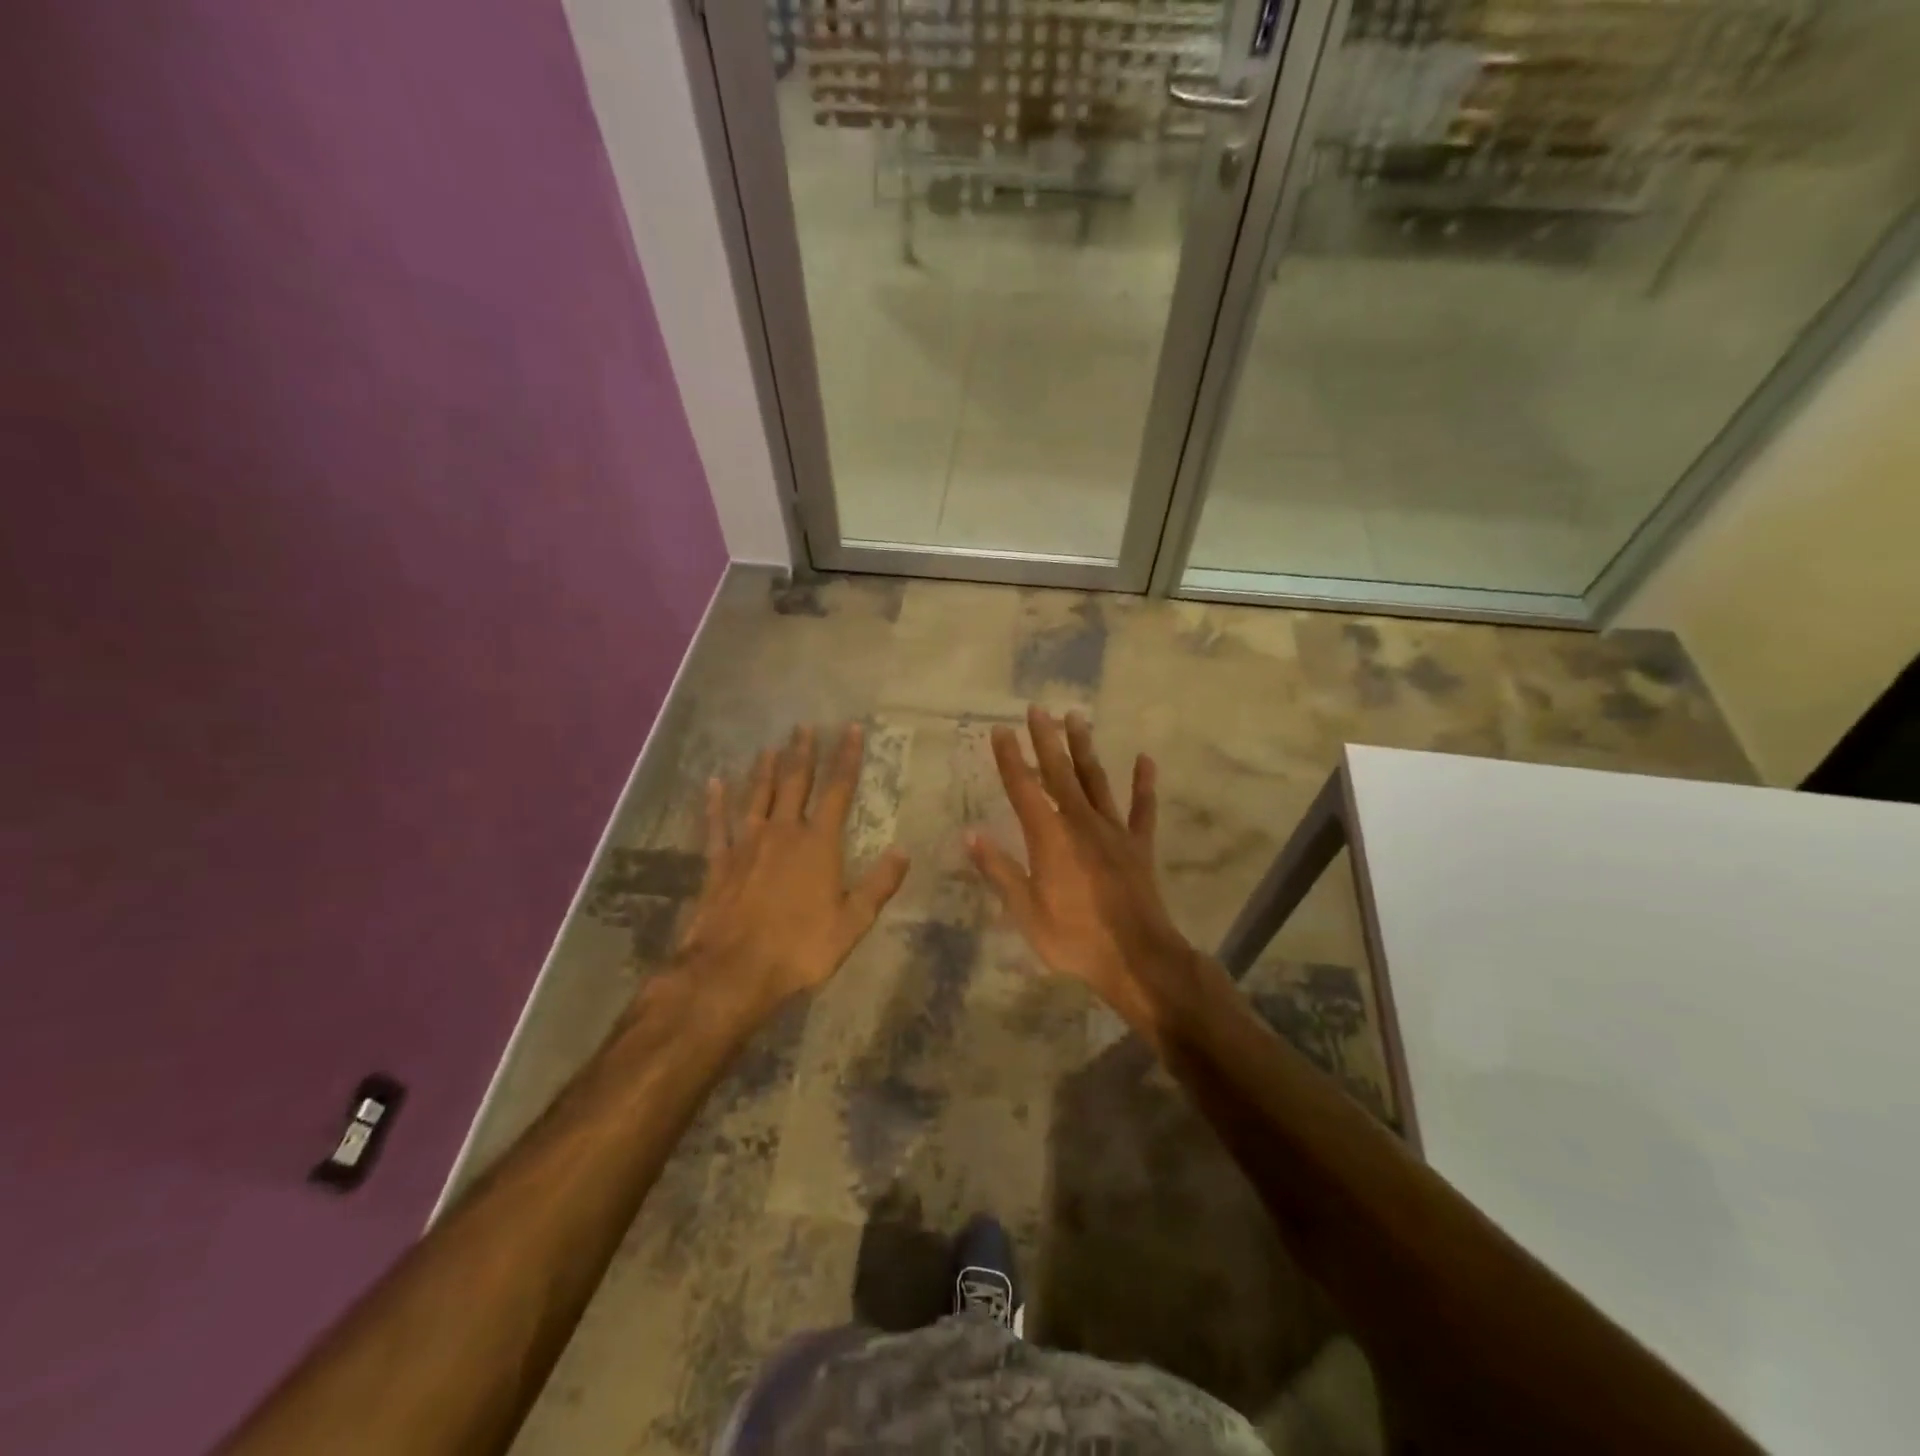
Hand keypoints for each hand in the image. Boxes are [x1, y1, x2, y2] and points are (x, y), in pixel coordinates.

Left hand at [675, 724, 908, 1017]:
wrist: (733, 971)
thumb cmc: (800, 949)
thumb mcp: (852, 923)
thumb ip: (878, 885)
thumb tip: (903, 851)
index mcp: (819, 845)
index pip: (838, 791)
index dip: (847, 758)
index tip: (852, 730)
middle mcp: (783, 833)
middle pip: (795, 783)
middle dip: (803, 753)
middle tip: (805, 726)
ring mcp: (747, 845)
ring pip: (758, 796)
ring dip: (765, 770)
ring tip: (770, 746)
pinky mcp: (719, 863)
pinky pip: (717, 825)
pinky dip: (715, 802)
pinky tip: (714, 783)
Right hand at [967, 706, 1200, 1033]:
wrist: (1137, 957)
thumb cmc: (1073, 938)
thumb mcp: (1025, 911)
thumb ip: (999, 870)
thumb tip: (970, 834)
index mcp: (1049, 837)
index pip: (1023, 788)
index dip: (1010, 758)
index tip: (1000, 729)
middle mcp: (1080, 822)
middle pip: (1059, 773)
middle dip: (1046, 739)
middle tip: (1038, 708)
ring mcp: (1113, 831)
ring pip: (1096, 781)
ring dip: (1084, 749)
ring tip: (1077, 717)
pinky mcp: (1139, 846)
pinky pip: (1143, 809)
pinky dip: (1144, 784)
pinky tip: (1145, 759)